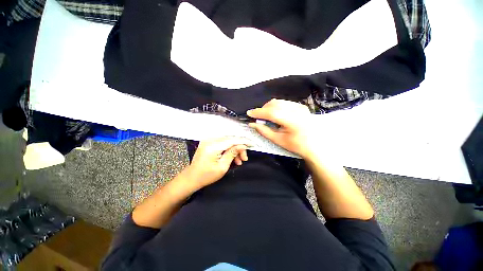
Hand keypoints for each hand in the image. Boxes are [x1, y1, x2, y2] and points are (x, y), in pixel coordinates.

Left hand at [182, 137, 251, 188]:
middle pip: (230, 140)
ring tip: (239, 161)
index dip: (243, 141)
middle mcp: (210, 140)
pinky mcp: (208, 142)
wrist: (191, 178)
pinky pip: (222, 143)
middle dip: (239, 148)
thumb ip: (232, 153)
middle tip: (245, 158)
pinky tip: (232, 158)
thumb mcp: (222, 167)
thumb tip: (243, 145)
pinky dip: (228, 149)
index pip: (232, 140)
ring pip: (227, 141)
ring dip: (234, 149)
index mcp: (213, 146)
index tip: (252, 144)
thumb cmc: (206, 176)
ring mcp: (208, 140)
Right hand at [247, 99, 315, 158]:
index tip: (249, 113)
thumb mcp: (278, 140)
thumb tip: (252, 124)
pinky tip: (275, 114)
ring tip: (265, 116)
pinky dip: (276, 107)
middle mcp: (297, 110)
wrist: (315, 145)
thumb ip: (264, 131)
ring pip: (279, 102)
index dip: (259, 112)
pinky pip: (284, 103)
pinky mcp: (301, 106)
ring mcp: (300, 107)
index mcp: (292, 121)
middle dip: (263, 109)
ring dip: (269, 107)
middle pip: (275, 104)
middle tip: (258, 117)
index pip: (271, 113)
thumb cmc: (296, 145)